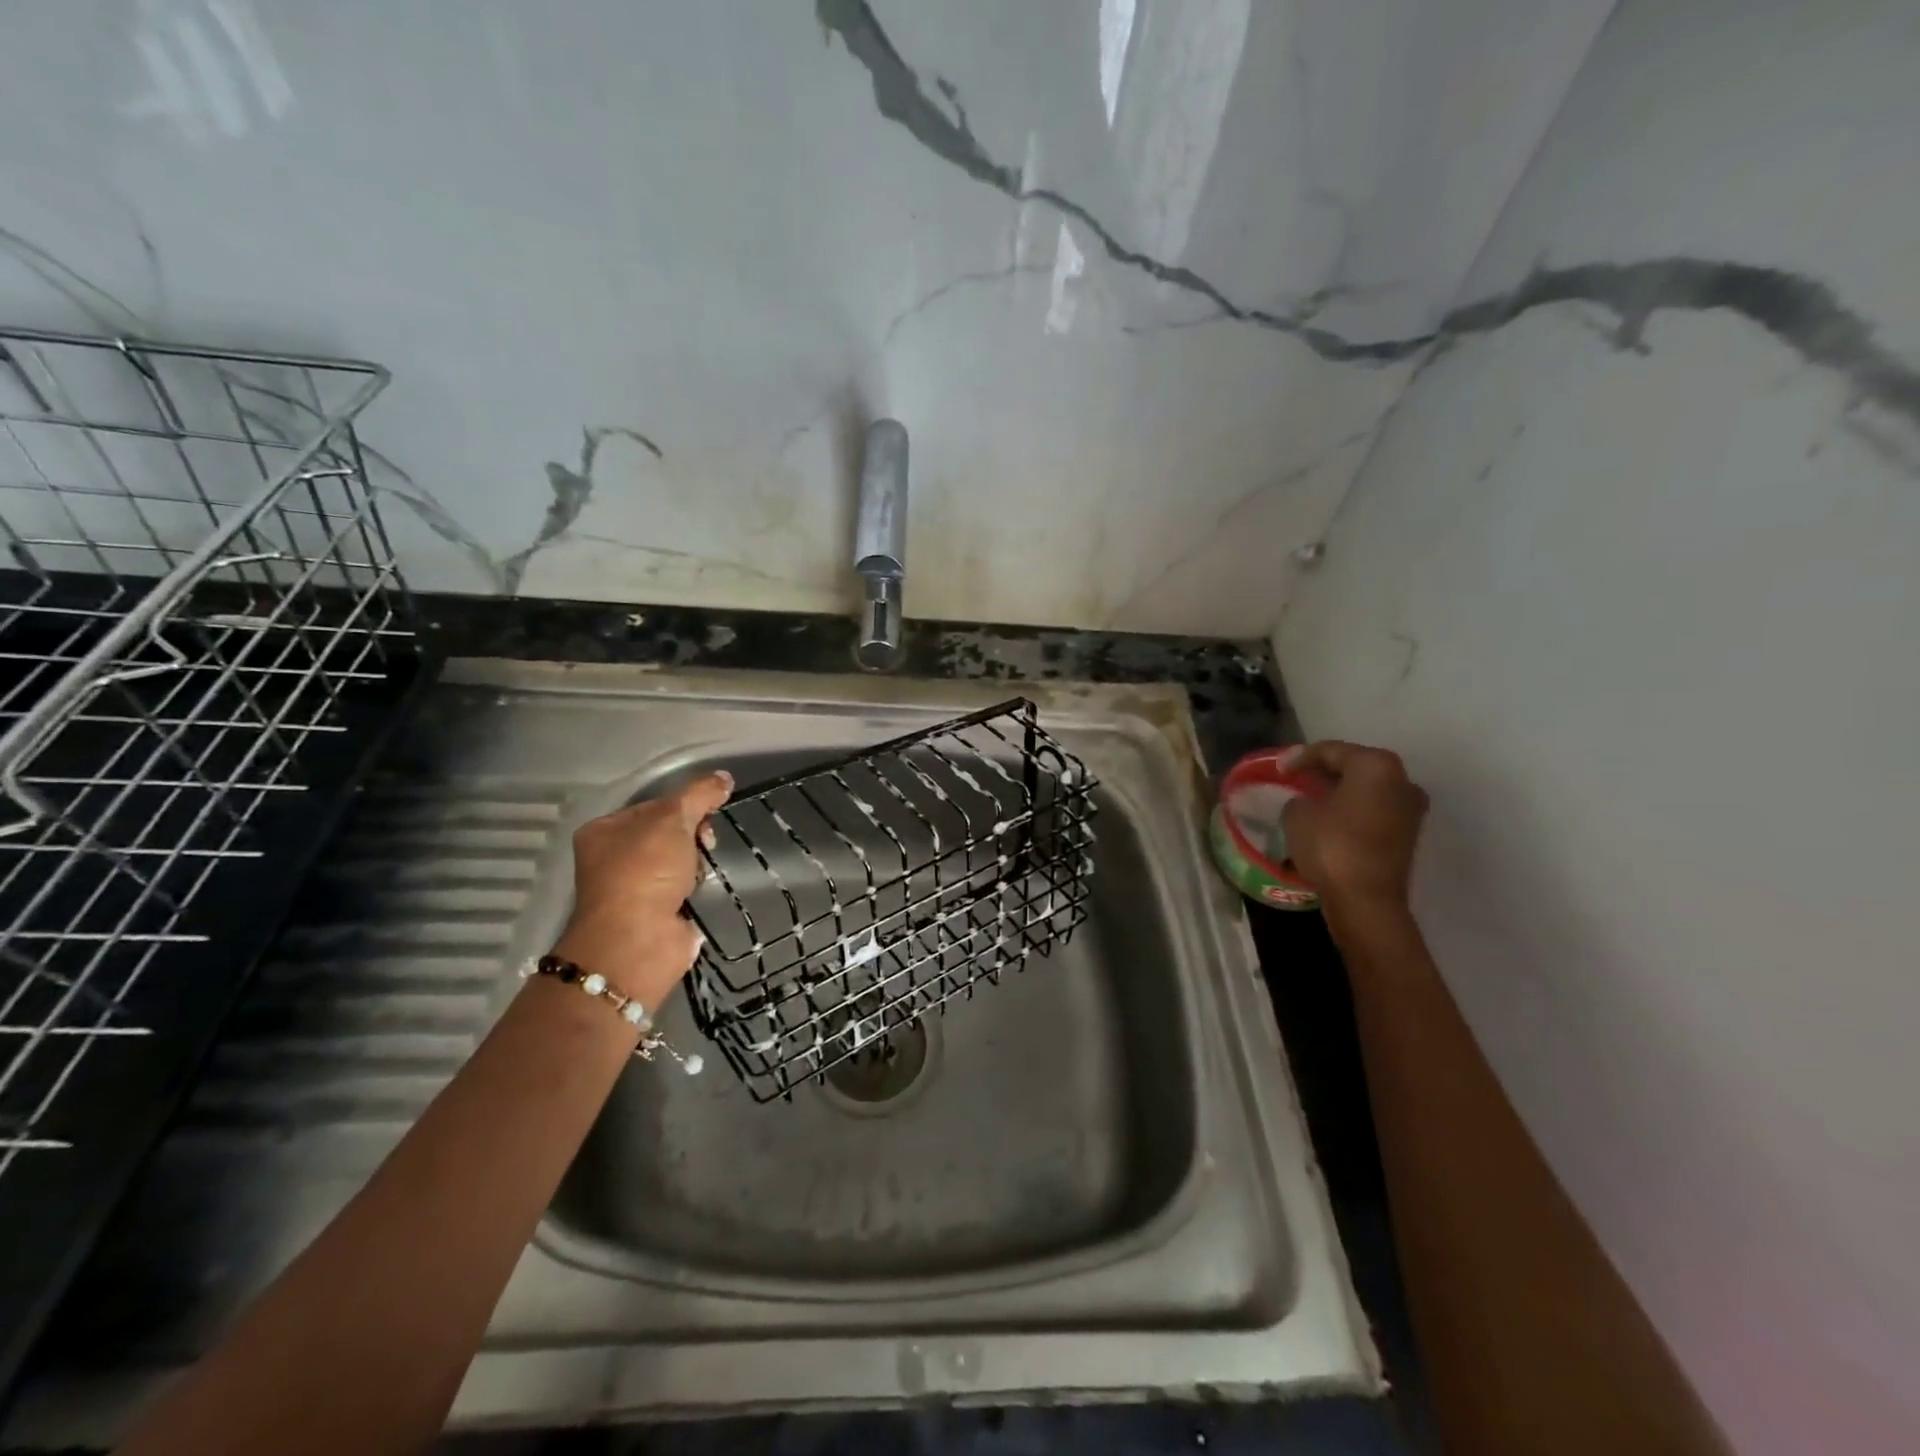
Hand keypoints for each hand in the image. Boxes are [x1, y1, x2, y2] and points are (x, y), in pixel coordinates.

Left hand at [551, 771, 732, 1003]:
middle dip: (693, 835)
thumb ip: (699, 795)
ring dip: (696, 862)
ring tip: (701, 871)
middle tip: (705, 843)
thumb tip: (724, 777)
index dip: (685, 805)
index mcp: (605, 830)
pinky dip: (697, 887)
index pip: (655, 805)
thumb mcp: (672, 820)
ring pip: (679, 860)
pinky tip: (701, 890)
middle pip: (668, 832)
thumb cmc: (645, 871)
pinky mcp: (656, 913)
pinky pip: (685, 887)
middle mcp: (613, 858)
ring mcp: (634, 888)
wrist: (638, 941)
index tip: (706, 813)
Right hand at [1281, 742, 1427, 917]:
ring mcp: (1410, 809)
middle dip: (1324, 771)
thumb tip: (1308, 802)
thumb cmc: (1331, 846)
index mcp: (1376, 765)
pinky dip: (1352, 810)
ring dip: (1340, 791)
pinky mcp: (1408, 834)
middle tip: (1296, 778)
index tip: (1279, 767)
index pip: (1331, 751)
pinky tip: (1329, 818)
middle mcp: (1401, 780)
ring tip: (1310, 798)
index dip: (1300, 757)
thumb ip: (1300, 798)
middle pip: (1355, 766)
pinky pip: (1374, 810)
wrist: (1366, 900)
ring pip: (1367, 789)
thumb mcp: (1297, 814)